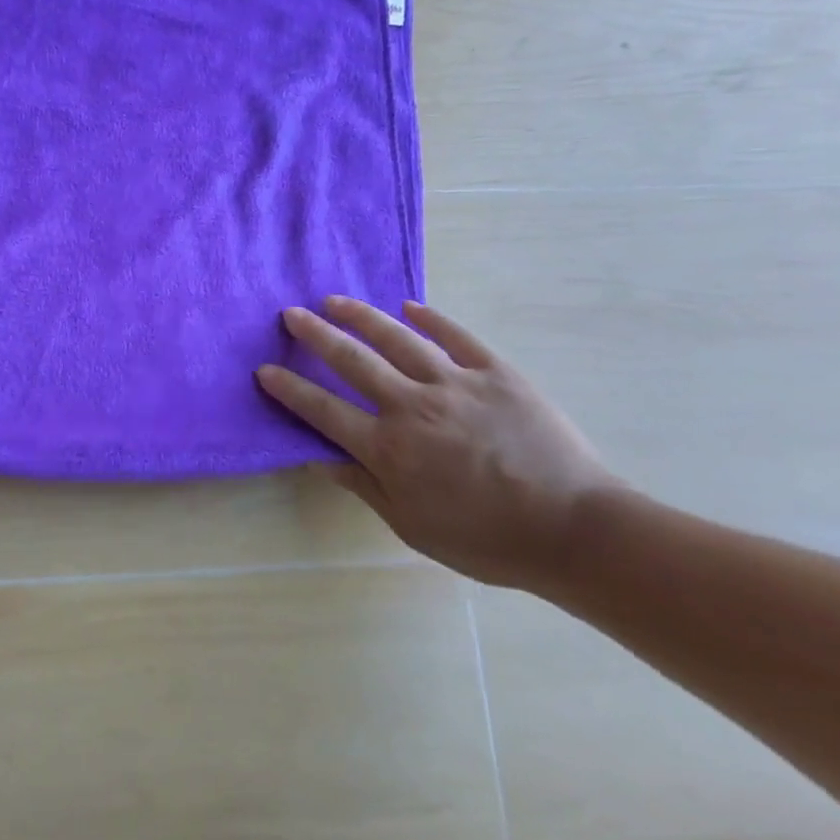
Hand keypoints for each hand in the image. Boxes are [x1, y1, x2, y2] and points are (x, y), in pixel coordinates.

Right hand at [256, 297, 619, 588]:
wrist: (574, 531)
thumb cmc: (486, 539)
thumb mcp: (412, 526)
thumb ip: (364, 486)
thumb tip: (318, 458)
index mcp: (389, 448)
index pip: (324, 411)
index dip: (291, 389)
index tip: (265, 370)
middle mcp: (412, 407)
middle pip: (353, 361)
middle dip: (316, 336)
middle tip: (291, 314)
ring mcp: (456, 384)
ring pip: (397, 339)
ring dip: (361, 317)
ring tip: (335, 300)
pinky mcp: (497, 373)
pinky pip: (456, 337)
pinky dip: (430, 318)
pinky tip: (409, 306)